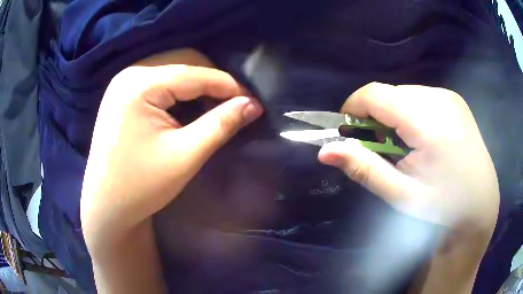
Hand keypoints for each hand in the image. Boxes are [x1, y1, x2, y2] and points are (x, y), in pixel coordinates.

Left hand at [80, 49, 263, 250]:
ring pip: (173, 70)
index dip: (228, 86)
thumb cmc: (141, 186)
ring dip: (197, 86)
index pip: (195, 73)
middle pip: (183, 63)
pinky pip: (160, 81)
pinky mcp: (123, 94)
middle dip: (212, 82)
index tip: (253, 102)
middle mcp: (129, 74)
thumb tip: (253, 104)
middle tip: (234, 105)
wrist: (106, 206)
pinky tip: (188, 109)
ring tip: (214, 108)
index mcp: (139, 84)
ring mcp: (124, 82)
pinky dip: (179, 92)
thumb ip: (221, 124)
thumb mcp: (185, 156)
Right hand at [318, 83, 498, 233]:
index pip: (375, 94)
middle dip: (375, 115)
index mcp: (429, 123)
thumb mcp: (402, 195)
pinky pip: (420, 97)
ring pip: (404, 94)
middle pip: (390, 93)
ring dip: (393, 115)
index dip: (353, 108)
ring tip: (403, 145)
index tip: (348, 131)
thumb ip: (364, 169)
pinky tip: (421, 137)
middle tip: (379, 147)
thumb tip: (324, 151)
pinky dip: (411, 113)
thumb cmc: (443, 206)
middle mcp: (440, 99)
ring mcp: (450, 97)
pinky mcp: (454, 100)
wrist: (480, 203)